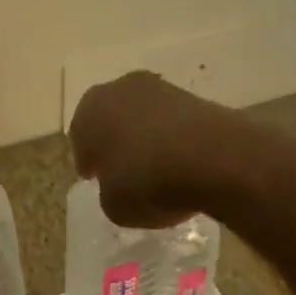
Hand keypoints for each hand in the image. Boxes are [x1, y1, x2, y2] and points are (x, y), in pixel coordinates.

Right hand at [69, 71, 244, 226]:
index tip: (94, 178)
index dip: (87, 160)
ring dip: (146, 138)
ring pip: (144, 117)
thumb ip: (108, 192)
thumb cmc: (147, 181)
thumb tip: (118, 186)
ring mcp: (161, 89)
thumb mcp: (113, 205)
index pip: (80, 136)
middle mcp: (120, 89)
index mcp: (90, 109)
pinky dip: (175, 139)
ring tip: (157, 169)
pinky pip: (174, 123)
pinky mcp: (197, 98)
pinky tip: (183, 164)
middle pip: (112, 118)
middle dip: (115, 141)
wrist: (215, 160)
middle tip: (122, 170)